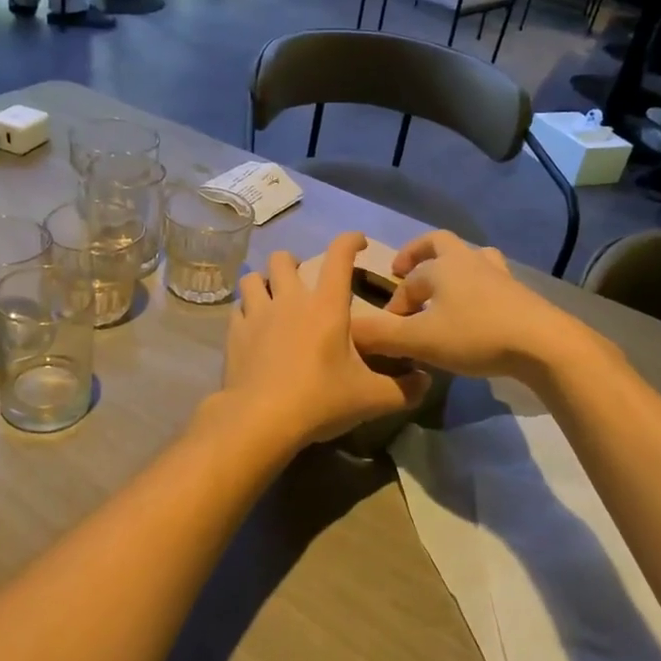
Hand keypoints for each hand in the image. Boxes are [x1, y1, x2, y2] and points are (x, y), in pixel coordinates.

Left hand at [223, 232, 428, 448]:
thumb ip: (403, 389)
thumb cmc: (320, 400)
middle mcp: (290, 300)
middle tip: (304, 282)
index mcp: (326, 306)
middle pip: (284, 259)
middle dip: (294, 262)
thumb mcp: (371, 399)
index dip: (350, 241)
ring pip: (253, 278)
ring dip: (264, 282)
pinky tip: (254, 327)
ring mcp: (258, 314)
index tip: (358, 242)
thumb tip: (425, 382)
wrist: (261, 420)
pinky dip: (246, 311)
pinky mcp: (234, 334)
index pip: (339, 256)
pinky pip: (238, 309)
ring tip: (273, 298)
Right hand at [348, 231, 569, 379]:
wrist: (543, 343)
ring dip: (453, 266)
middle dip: (418, 254)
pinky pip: (491, 279)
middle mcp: (468, 261)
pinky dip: (477, 287)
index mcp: (442, 266)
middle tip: (404, 270)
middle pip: (439, 243)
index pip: (408, 281)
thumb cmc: (476, 335)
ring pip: (471, 256)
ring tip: (445, 286)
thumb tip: (349, 332)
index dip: (395, 302)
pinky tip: (477, 309)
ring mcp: (498, 274)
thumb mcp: (421, 340)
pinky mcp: (519, 292)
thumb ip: (383, 336)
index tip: (389, 327)